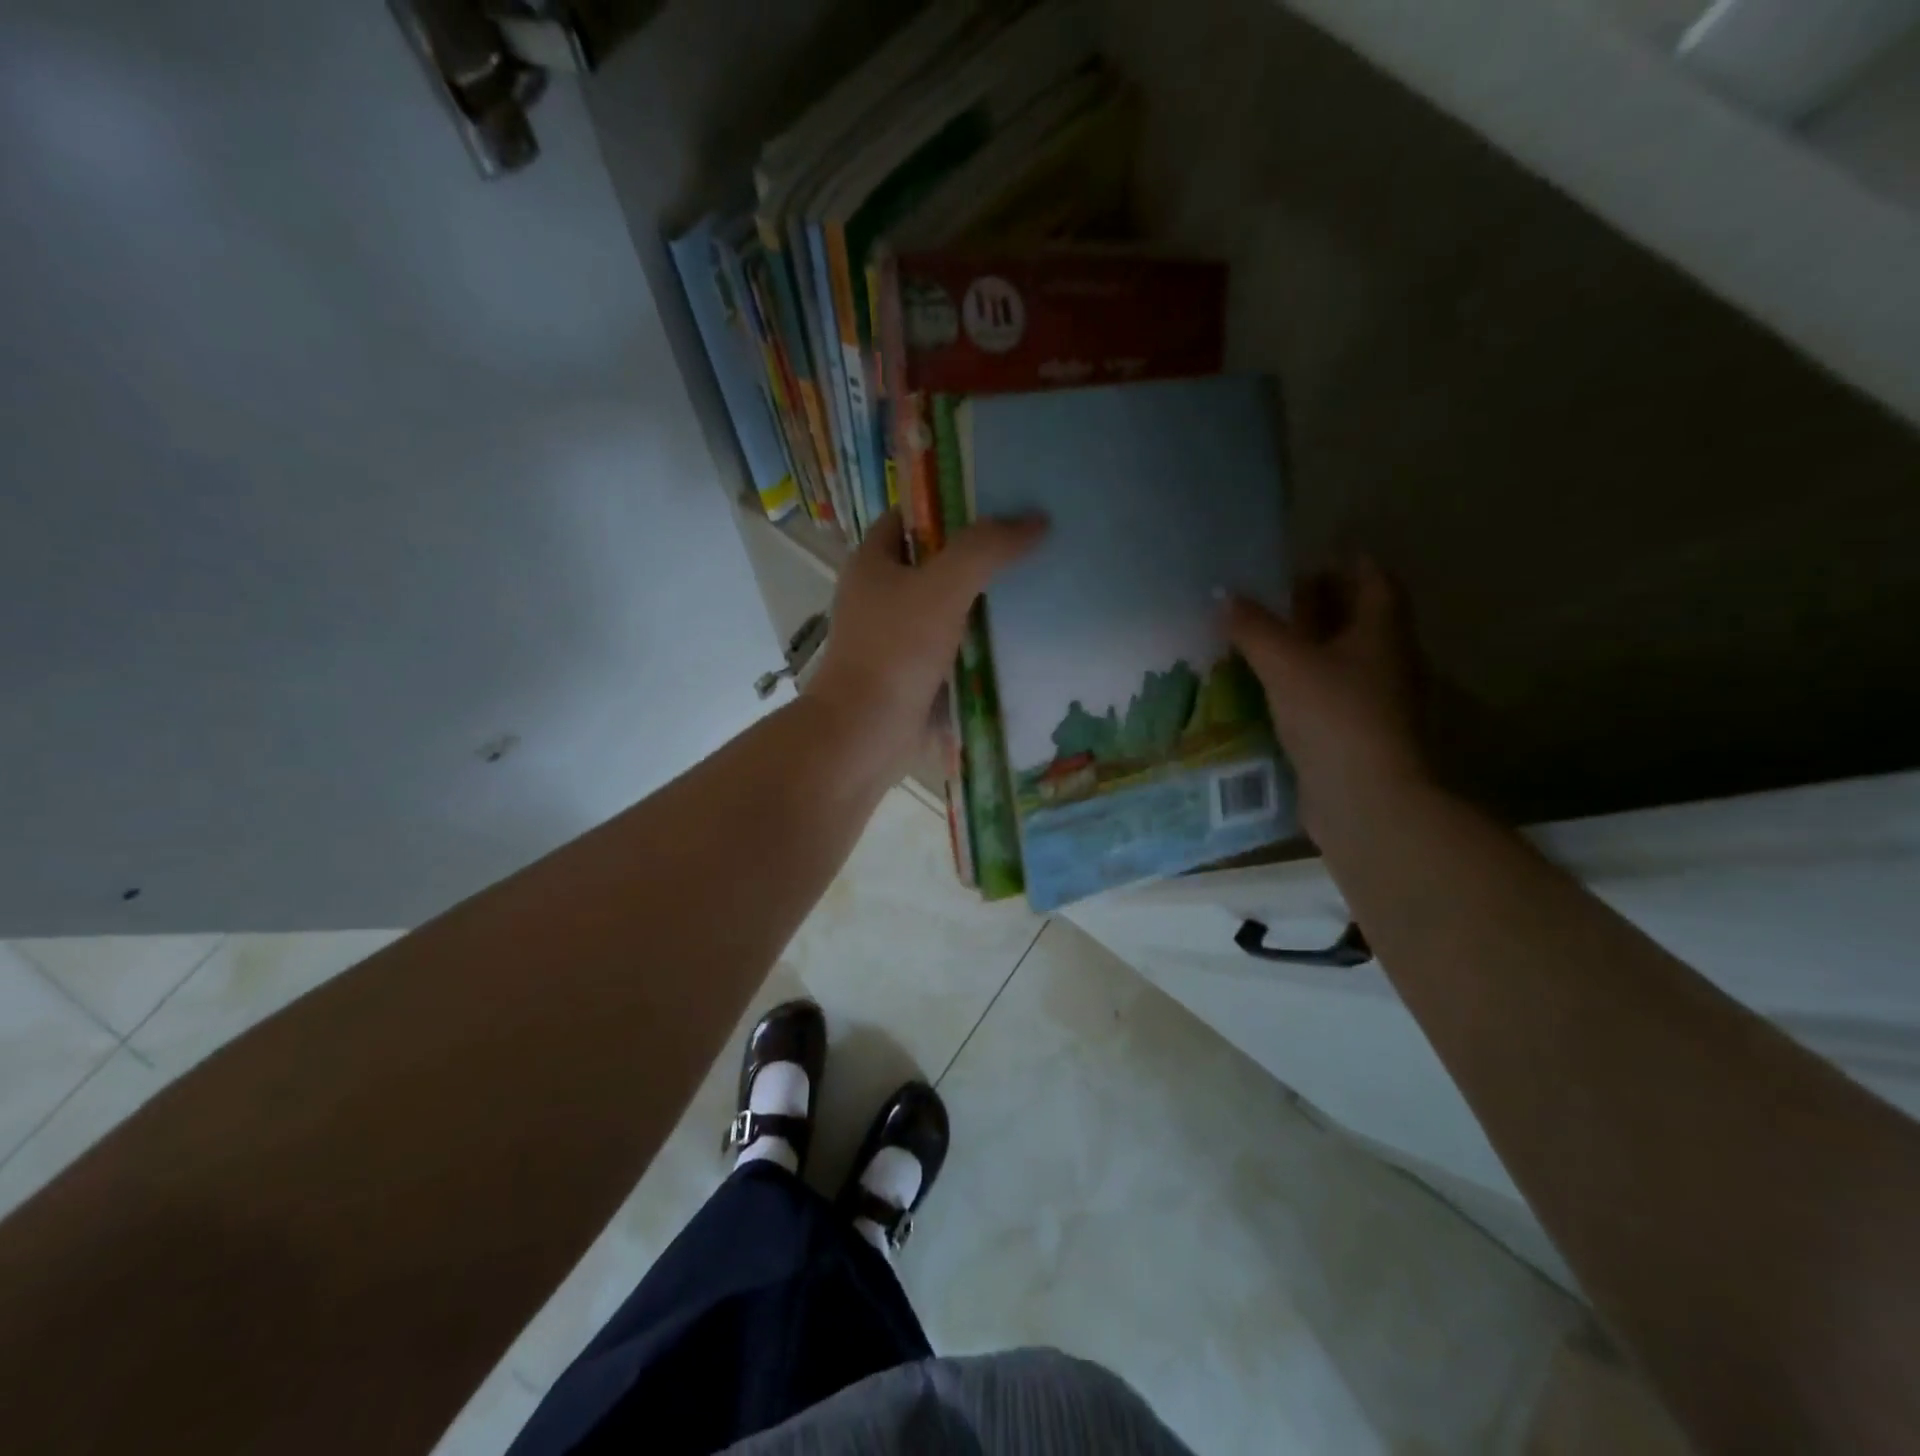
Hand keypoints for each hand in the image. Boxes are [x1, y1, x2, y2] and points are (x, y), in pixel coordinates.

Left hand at [805, 510, 1045, 769]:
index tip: (1000, 502)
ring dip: (982, 601)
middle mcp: (878, 594)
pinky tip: (1016, 637)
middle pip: (933, 561)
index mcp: (872, 562)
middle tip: (1028, 544)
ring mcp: (893, 637)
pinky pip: (950, 646)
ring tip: (1034, 585)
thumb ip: (986, 549)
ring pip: (945, 607)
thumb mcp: (943, 587)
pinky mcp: (910, 672)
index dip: (951, 504)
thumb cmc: (895, 650)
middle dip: (977, 555)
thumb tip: (1036, 520)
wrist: (864, 733)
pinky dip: (977, 641)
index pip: (911, 516)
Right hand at [1226, 557, 1430, 839]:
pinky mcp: (1352, 735)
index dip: (1346, 563)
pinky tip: (1262, 690)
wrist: (1365, 800)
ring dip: (1302, 649)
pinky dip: (1297, 687)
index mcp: (1381, 632)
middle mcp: (1385, 661)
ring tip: (1255, 642)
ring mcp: (1371, 701)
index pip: (1373, 580)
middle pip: (1354, 619)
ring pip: (1336, 661)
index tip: (1306, 558)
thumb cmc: (1335, 717)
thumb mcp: (1286, 664)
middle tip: (1267, 600)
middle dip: (1316, 606)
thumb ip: (1253, 627)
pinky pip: (1323, 697)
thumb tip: (1222, 593)